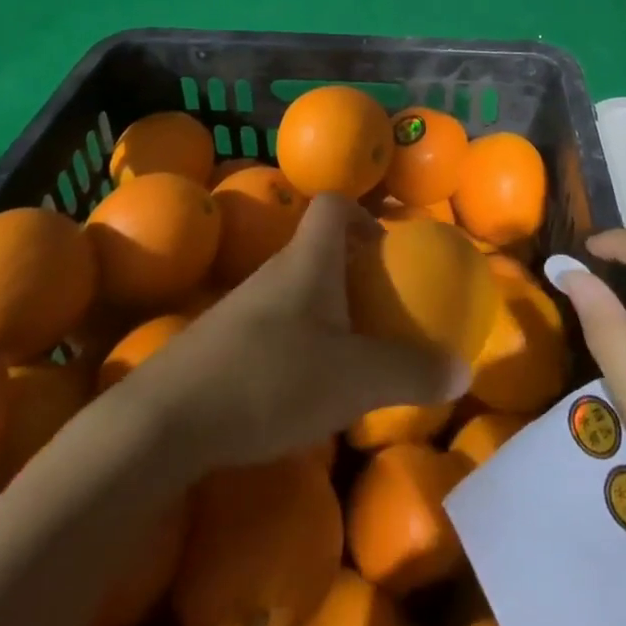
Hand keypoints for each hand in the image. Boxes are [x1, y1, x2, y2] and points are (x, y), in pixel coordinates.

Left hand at [127, 193, 464, 471]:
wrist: (162, 421)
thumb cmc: (270, 378)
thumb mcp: (355, 380)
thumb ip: (411, 372)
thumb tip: (462, 371)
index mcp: (308, 260)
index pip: (333, 205)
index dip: (362, 214)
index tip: (385, 247)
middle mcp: (274, 271)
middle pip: (316, 247)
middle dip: (350, 268)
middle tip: (378, 305)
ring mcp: (240, 307)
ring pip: (292, 289)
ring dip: (323, 308)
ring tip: (347, 351)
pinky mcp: (218, 343)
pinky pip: (269, 325)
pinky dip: (294, 341)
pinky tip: (300, 387)